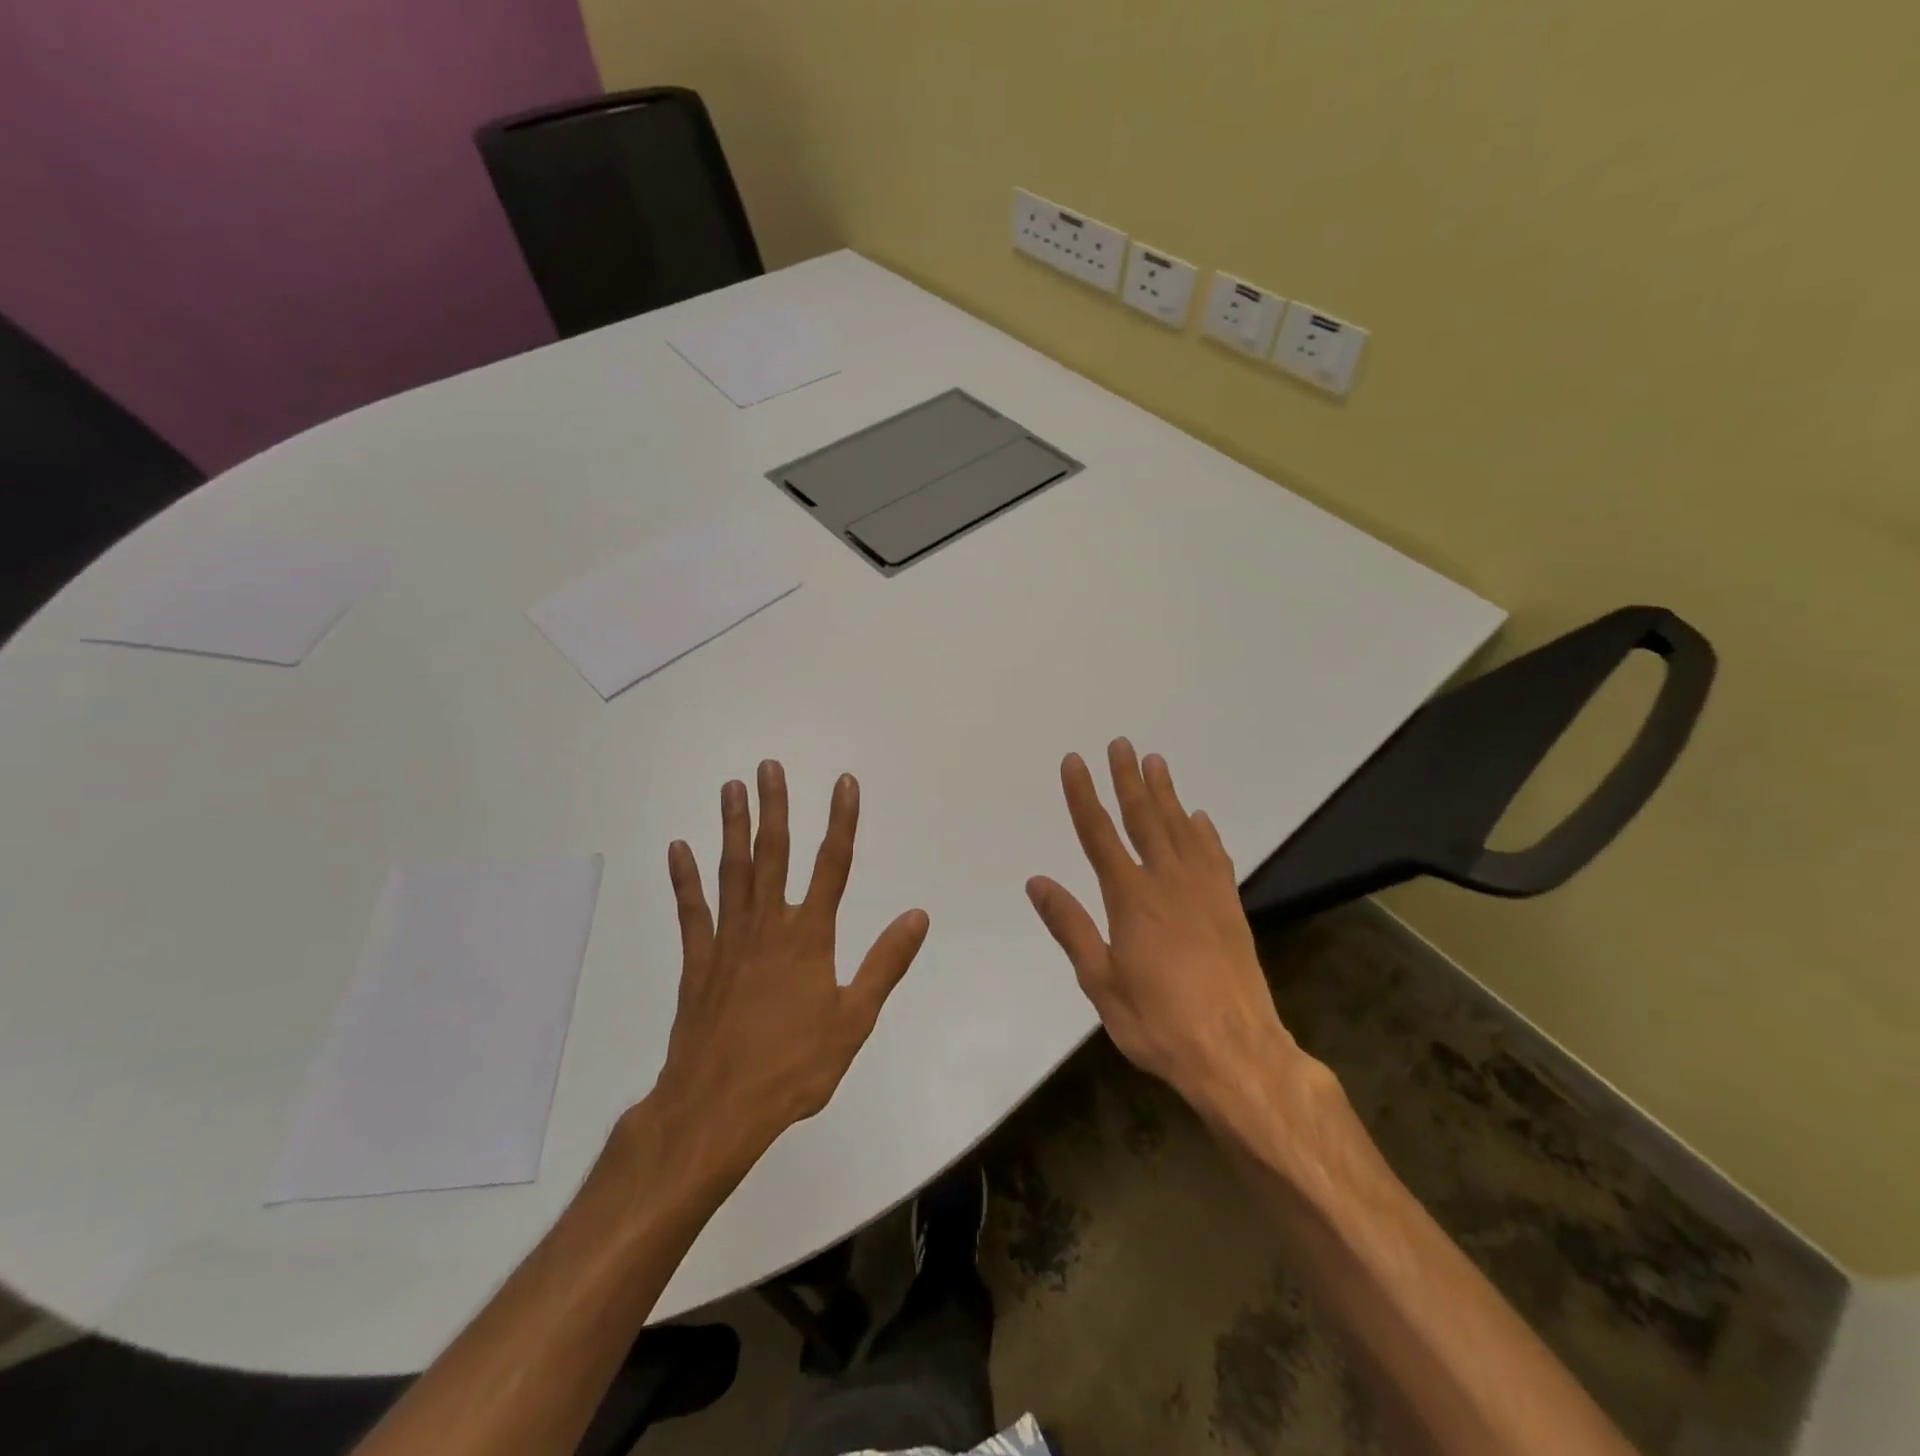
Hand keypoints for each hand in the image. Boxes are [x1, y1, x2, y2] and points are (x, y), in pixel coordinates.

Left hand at [647, 762, 929, 1171]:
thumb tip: (917, 916)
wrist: (718, 1108)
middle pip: (774, 854)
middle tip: (769, 767)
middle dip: (776, 807)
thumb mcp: (854, 1019)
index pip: (833, 865)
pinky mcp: (697, 961)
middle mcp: (769, 926)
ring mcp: (728, 940)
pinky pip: (691, 911)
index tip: (844, 783)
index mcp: (810, 937)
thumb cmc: (794, 1066)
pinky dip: (685, 879)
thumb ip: (885, 963)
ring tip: (731, 788)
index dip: (841, 821)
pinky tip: (679, 848)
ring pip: (732, 871)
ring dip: (733, 827)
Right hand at [1025, 739, 1307, 1116]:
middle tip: (1121, 744)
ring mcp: (1204, 891)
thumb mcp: (1100, 982)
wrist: (1236, 1052)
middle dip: (1128, 779)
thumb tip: (1037, 881)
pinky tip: (1199, 817)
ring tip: (1156, 762)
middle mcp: (1168, 882)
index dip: (1084, 795)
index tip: (1075, 762)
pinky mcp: (1230, 907)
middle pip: (1144, 818)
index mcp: (1131, 898)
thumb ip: (1070, 926)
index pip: (1099, 834)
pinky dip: (1205, 832)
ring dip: (1166, 794)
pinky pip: (1215, 856)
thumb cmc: (1157, 1022)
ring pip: (1181, 829)